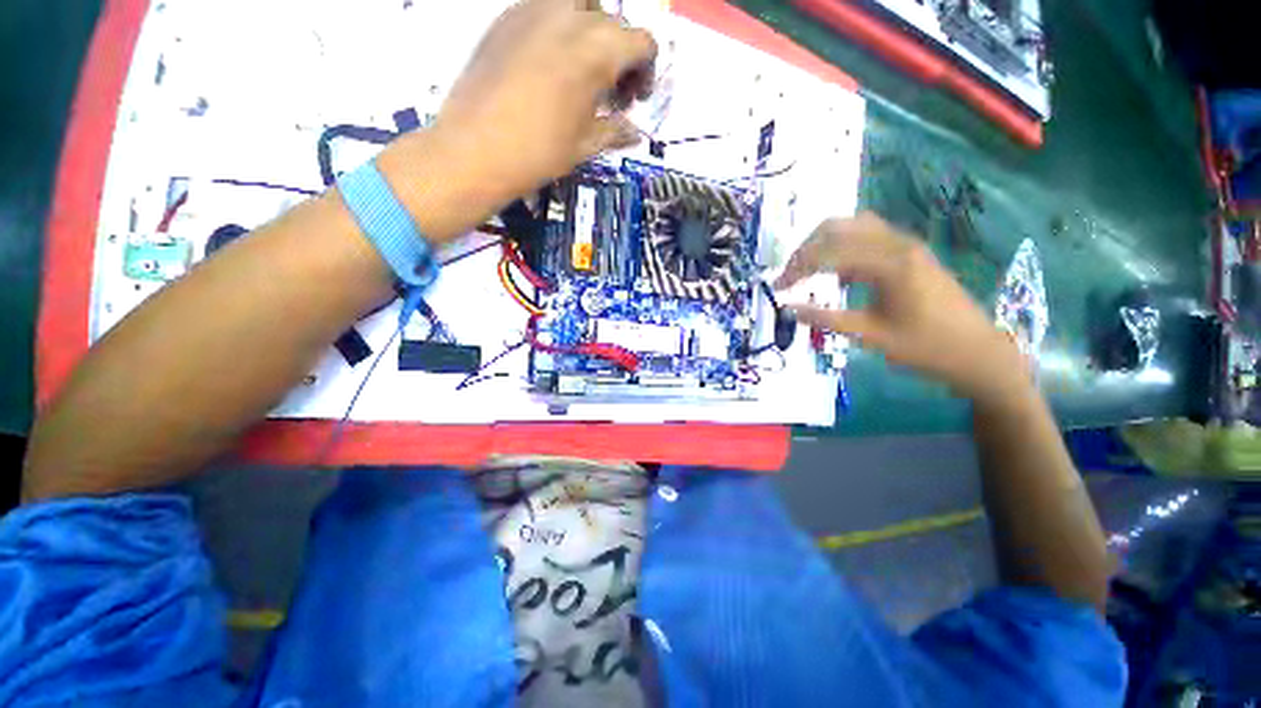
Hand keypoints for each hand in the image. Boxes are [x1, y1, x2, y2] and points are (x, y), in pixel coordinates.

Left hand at [434, 0, 654, 199]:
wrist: (475, 149)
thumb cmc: (539, 151)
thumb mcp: (586, 145)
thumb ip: (615, 131)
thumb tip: (635, 132)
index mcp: (598, 50)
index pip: (642, 42)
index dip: (646, 71)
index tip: (634, 99)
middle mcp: (570, 16)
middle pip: (612, 22)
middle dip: (621, 55)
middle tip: (610, 91)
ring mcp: (534, 9)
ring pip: (579, 3)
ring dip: (591, 30)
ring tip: (581, 67)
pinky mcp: (507, 16)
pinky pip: (545, 8)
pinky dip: (559, 29)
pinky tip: (549, 64)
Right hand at [776, 213, 1030, 403]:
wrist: (978, 352)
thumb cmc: (925, 348)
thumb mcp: (870, 337)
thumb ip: (825, 318)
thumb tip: (787, 308)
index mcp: (889, 264)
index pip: (829, 253)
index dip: (796, 268)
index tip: (777, 288)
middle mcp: (897, 244)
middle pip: (837, 227)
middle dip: (805, 249)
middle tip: (788, 276)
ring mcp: (906, 244)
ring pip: (852, 226)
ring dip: (823, 244)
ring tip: (806, 270)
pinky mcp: (909, 251)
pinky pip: (868, 236)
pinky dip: (843, 247)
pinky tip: (836, 272)